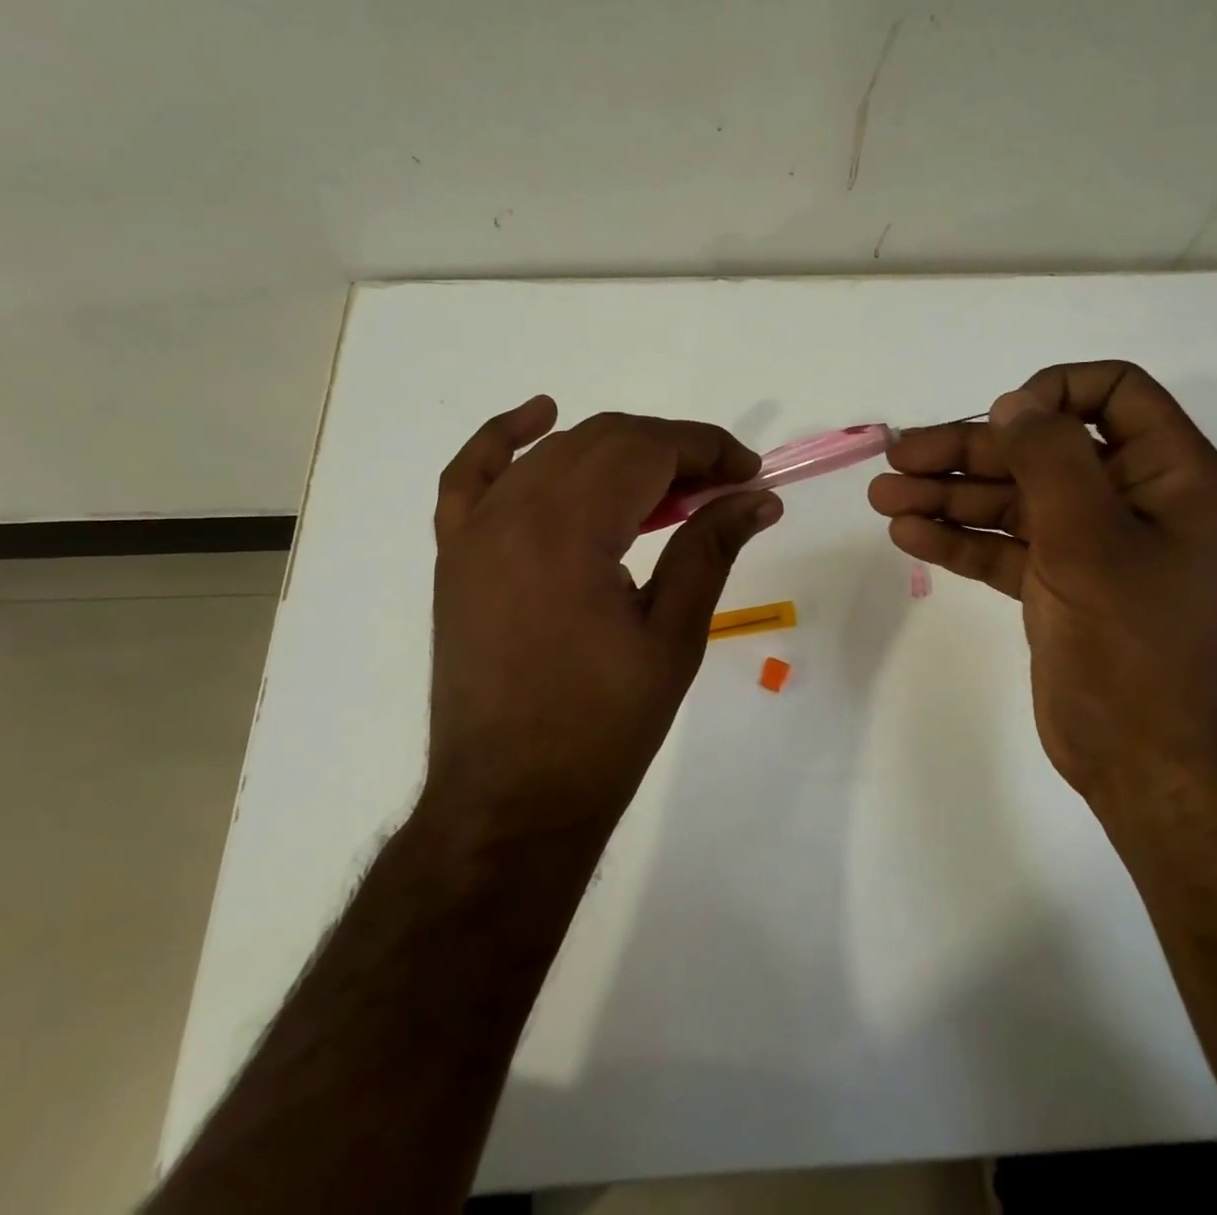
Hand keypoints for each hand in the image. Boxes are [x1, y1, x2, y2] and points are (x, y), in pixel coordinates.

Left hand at [426, 397, 780, 843]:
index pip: (648, 450)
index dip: (708, 449)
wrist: (509, 801)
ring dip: (618, 451)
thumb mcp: (673, 637)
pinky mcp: (457, 553)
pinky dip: (506, 437)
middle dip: (673, 448)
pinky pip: (473, 473)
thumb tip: (759, 497)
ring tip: (668, 485)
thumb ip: (711, 549)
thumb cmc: (602, 729)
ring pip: (556, 452)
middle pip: (606, 440)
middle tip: (721, 487)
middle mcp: (515, 512)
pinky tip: (540, 415)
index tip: (749, 473)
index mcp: (570, 532)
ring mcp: (476, 530)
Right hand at [868, 362, 1216, 827]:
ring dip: (947, 494)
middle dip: (967, 452)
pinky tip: (908, 534)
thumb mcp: (1092, 540)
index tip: (1002, 422)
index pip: (1112, 393)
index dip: (1053, 393)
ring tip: (883, 497)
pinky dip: (957, 538)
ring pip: (1011, 499)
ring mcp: (1087, 543)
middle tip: (898, 458)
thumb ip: (1051, 459)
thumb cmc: (1132, 644)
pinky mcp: (1054, 584)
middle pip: (1039, 449)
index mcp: (1165, 474)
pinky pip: (1001, 545)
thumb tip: (1014, 403)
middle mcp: (1127, 499)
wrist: (1145, 761)